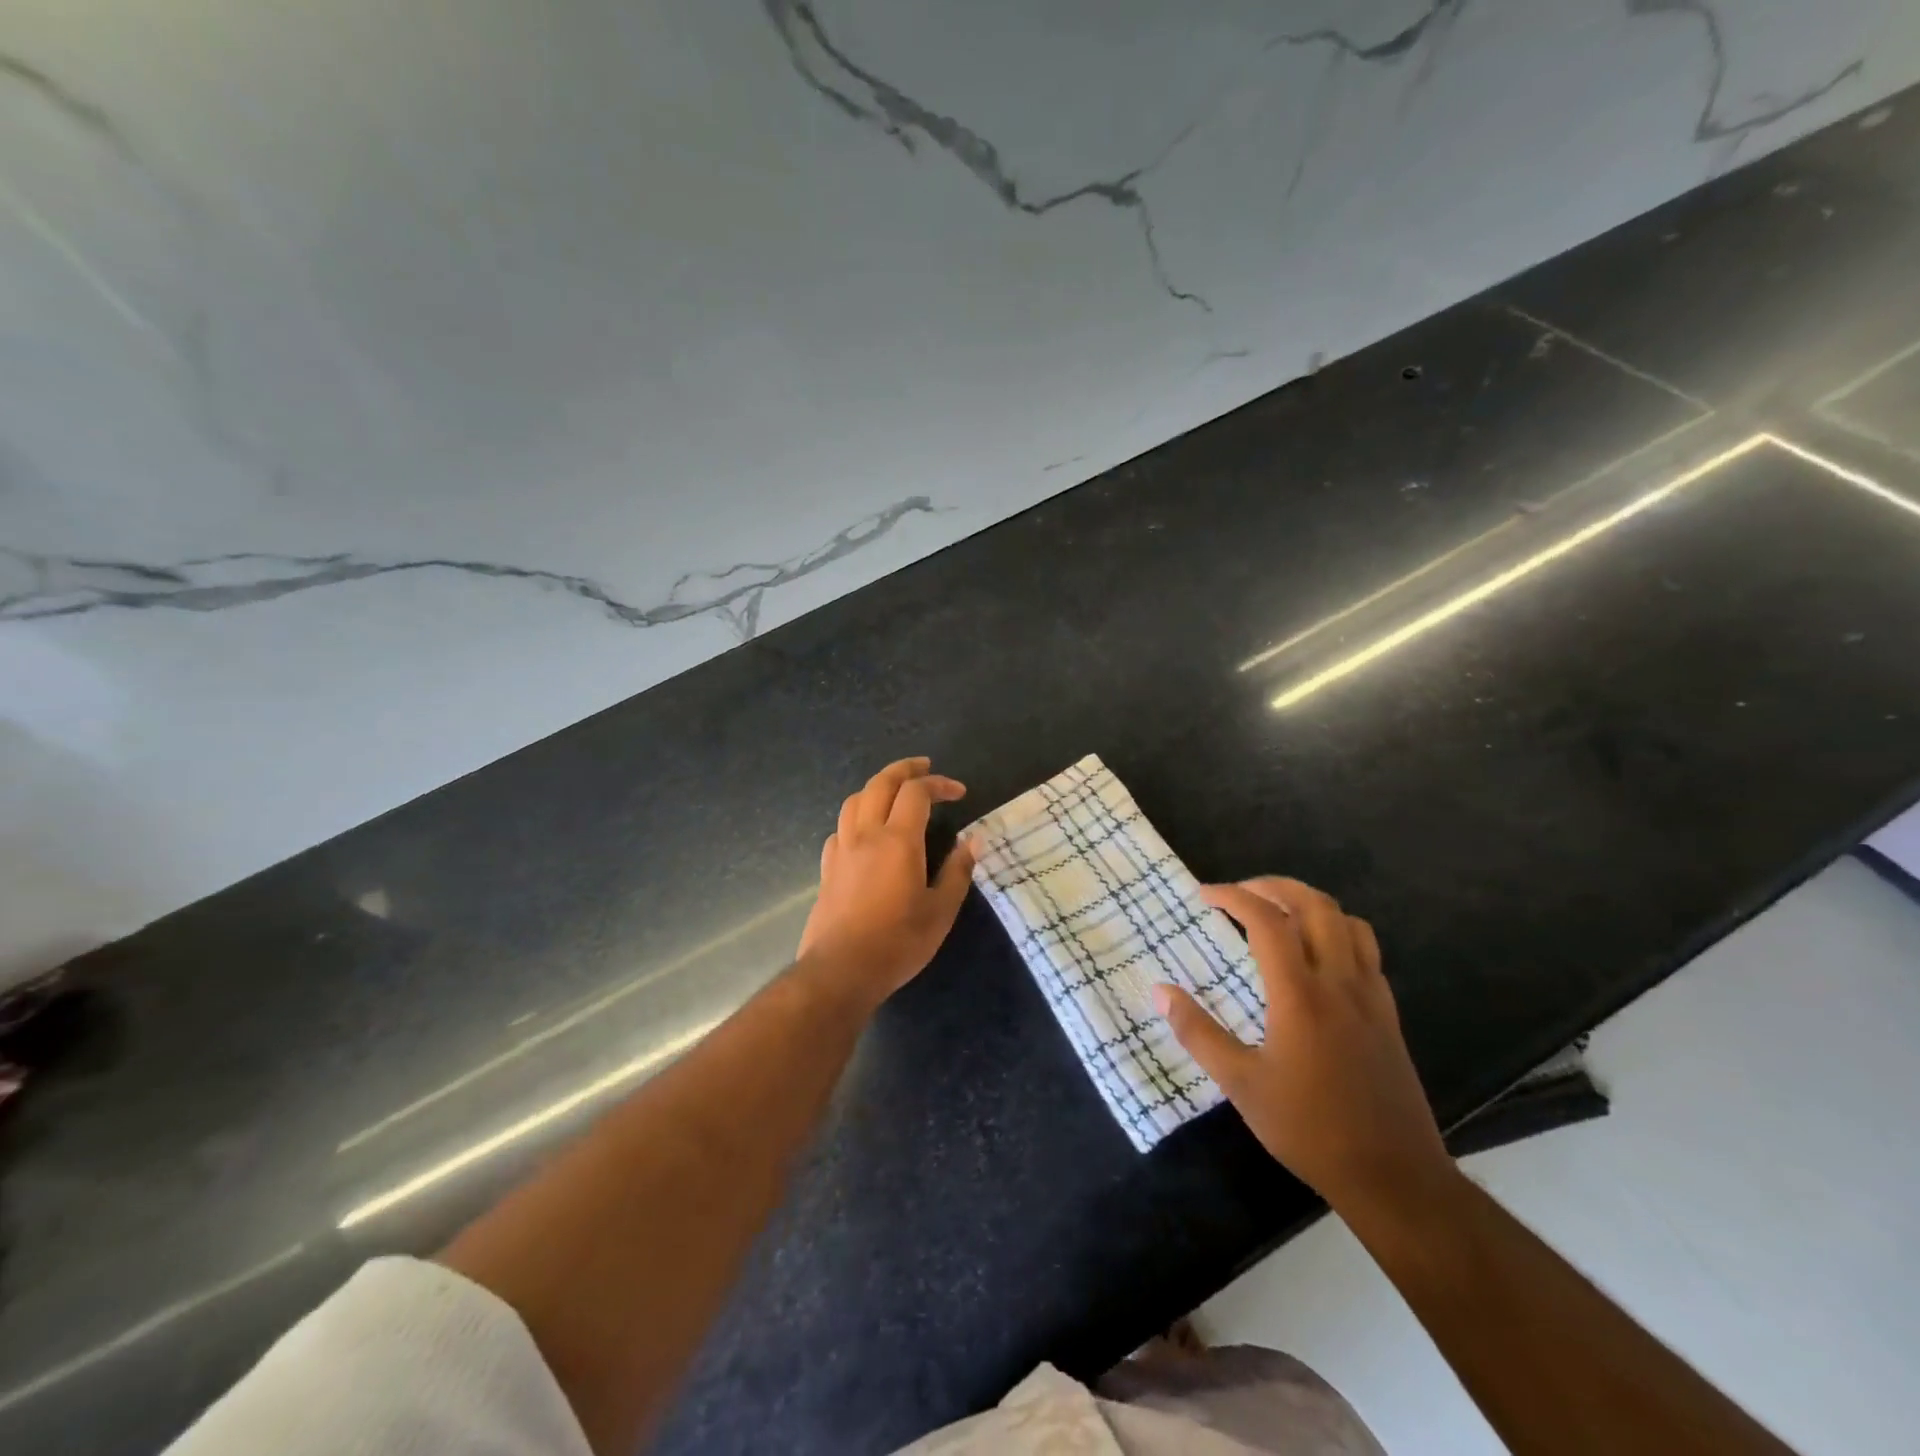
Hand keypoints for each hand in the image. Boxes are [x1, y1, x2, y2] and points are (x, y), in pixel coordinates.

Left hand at [795, 757, 975, 1004]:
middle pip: (880, 783)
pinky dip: (858, 817)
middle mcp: (866, 835)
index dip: (939, 784)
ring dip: (877, 787)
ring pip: (855, 800)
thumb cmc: (898, 942)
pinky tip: (866, 832)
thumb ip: (957, 871)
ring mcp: (842, 850)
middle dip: (905, 769)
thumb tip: (973, 840)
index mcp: (898, 840)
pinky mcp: (827, 868)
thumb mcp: (940, 911)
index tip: (959, 792)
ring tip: (895, 792)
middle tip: (924, 767)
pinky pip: (841, 828)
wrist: (841, 971)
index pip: (917, 792)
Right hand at [1154, 877, 1453, 1216]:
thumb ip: (1198, 1032)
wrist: (1394, 1177)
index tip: (1205, 896)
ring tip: (1279, 912)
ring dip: (1311, 903)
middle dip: (1274, 886)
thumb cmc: (1309, 1129)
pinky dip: (1338, 931)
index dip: (1233, 897)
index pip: (1267, 921)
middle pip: (1314, 905)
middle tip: (1240, 892)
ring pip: (1348, 921)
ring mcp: (1371, 996)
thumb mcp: (1241, 1085)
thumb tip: (1160, 992)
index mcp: (1300, 995)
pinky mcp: (1389, 1015)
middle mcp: (1339, 982)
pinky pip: (1367, 950)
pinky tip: (1318, 955)